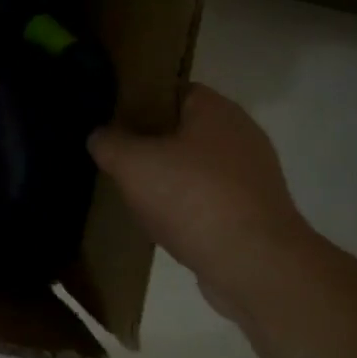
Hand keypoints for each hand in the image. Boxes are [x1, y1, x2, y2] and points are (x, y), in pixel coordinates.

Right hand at [89, 83, 312, 307]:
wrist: (256, 267)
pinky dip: (187, 209)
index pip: (171, 90)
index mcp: (216, 110)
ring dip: (168, 179)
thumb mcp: (131, 163)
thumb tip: (100, 136)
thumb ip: (108, 142)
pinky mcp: (255, 214)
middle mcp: (241, 135)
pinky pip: (210, 201)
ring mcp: (252, 177)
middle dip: (149, 144)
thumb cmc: (193, 198)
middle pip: (183, 130)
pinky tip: (162, 224)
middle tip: (116, 158)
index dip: (138, 101)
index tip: (111, 121)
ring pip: (196, 168)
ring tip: (134, 194)